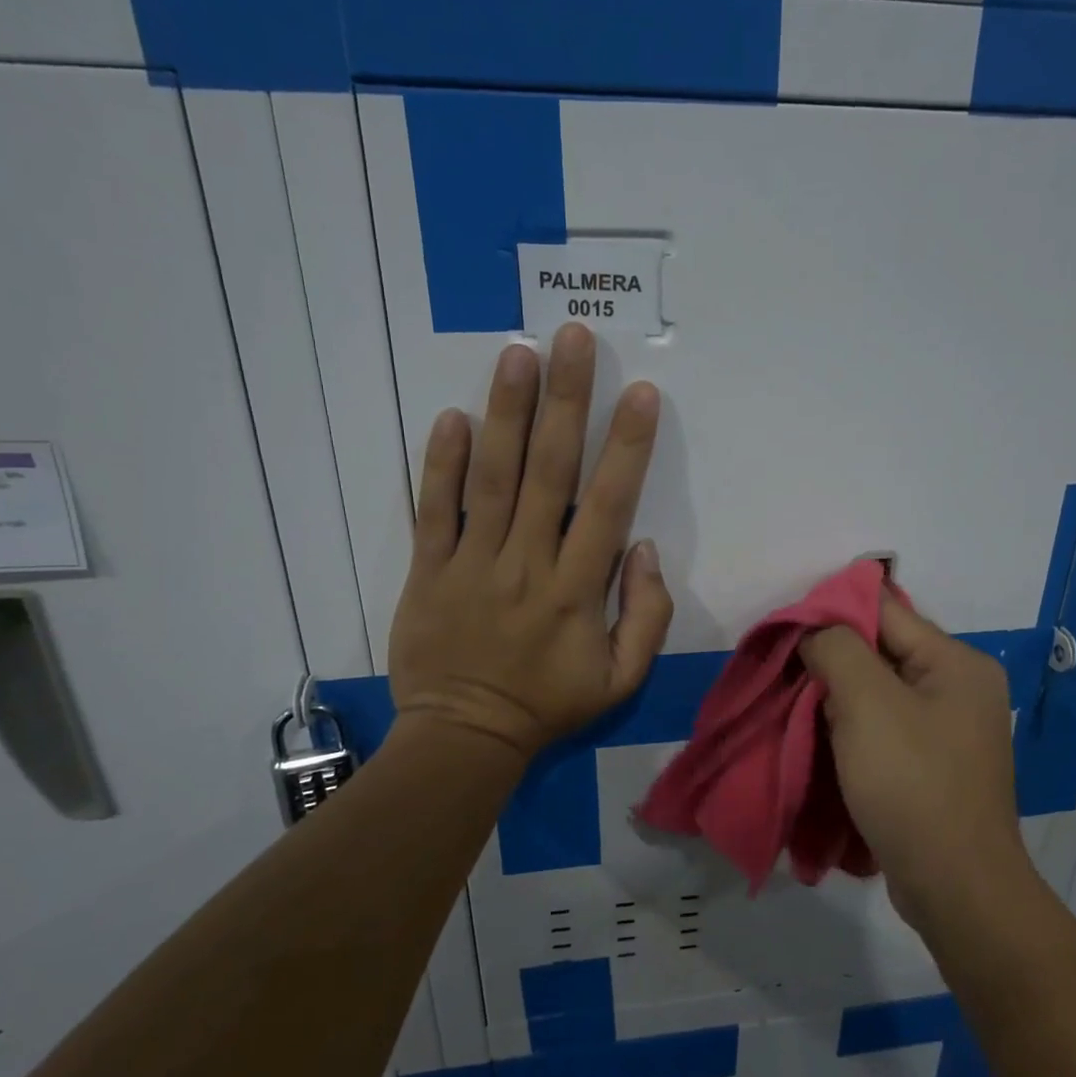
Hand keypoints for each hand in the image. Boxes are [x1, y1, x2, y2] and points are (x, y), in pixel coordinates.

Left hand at [388, 324, 673, 761]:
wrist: (464, 737)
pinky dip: (440, 463)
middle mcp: (527, 562)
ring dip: (507, 413)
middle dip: (566, 401)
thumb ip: (646, 616)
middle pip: (548, 471)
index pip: (607, 504)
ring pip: (492, 478)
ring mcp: (472, 563)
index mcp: (577, 589)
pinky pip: (434, 510)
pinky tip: (452, 416)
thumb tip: (644, 549)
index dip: (627, 446)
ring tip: (519, 355)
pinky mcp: (428, 569)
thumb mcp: (621, 679)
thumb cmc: (548, 705)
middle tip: (573, 339)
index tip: (640, 393)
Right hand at [800, 596, 1035, 917]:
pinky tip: (819, 738)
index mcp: (956, 662)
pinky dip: (850, 728)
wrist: (955, 888)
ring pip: (877, 692)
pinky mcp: (931, 765)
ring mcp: (947, 730)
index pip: (885, 610)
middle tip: (783, 671)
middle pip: (881, 651)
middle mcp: (958, 688)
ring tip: (794, 705)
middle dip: (830, 658)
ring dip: (835, 696)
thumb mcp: (867, 702)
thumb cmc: (912, 784)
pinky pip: (882, 728)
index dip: (832, 610)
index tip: (785, 628)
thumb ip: (837, 649)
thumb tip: (816, 633)